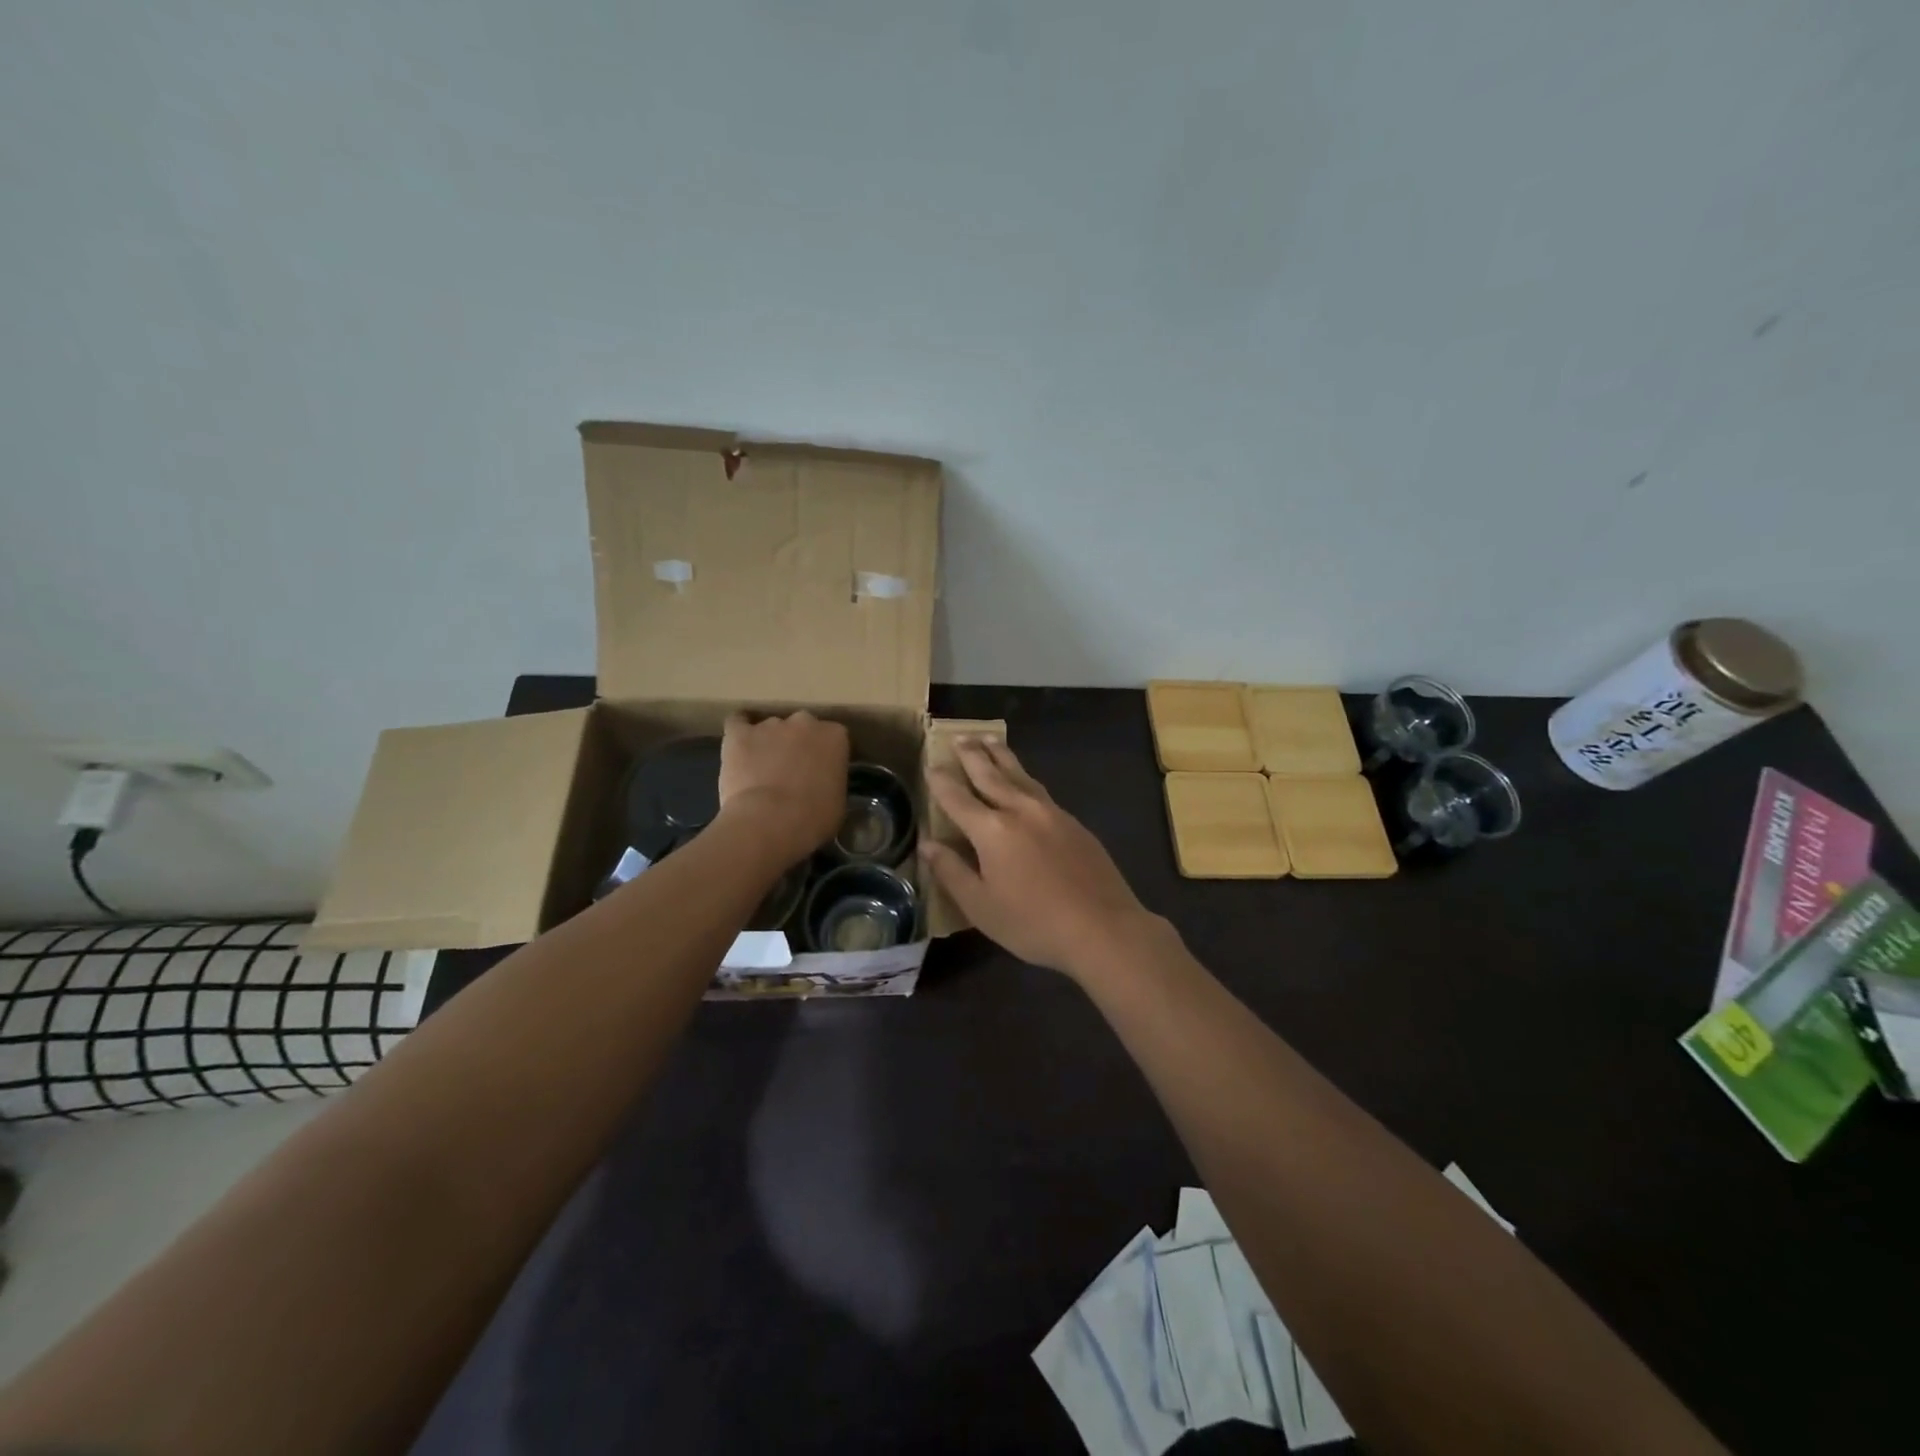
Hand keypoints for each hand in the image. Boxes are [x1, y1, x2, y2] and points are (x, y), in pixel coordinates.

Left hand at [718, 712, 849, 866]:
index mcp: (834, 736)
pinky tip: (739, 747)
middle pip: (803, 727)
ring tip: (762, 770)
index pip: (834, 738)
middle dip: (798, 744)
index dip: (826, 755)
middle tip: (793, 770)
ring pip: (771, 728)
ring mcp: (770, 725)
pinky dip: (739, 733)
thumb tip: (820, 784)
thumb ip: (831, 781)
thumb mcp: (838, 801)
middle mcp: (804, 722)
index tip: (822, 772)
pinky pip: (737, 723)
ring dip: (769, 743)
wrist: (770, 822)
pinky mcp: (739, 734)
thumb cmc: (813, 818)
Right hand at [921, 738, 1159, 979]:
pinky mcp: (1074, 823)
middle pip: (990, 774)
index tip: (930, 765)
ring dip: (1001, 756)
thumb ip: (952, 872)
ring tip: (989, 740)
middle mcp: (1020, 810)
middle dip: (972, 755)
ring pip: (1020, 775)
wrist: (1103, 927)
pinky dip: (1024, 777)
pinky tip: (1024, 781)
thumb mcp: (981, 906)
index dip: (941, 781)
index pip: (958, 798)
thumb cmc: (1033, 923)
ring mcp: (1051, 813)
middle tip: (960, 736)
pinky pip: (1040, 789)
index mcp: (992, 830)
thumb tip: (927, 845)